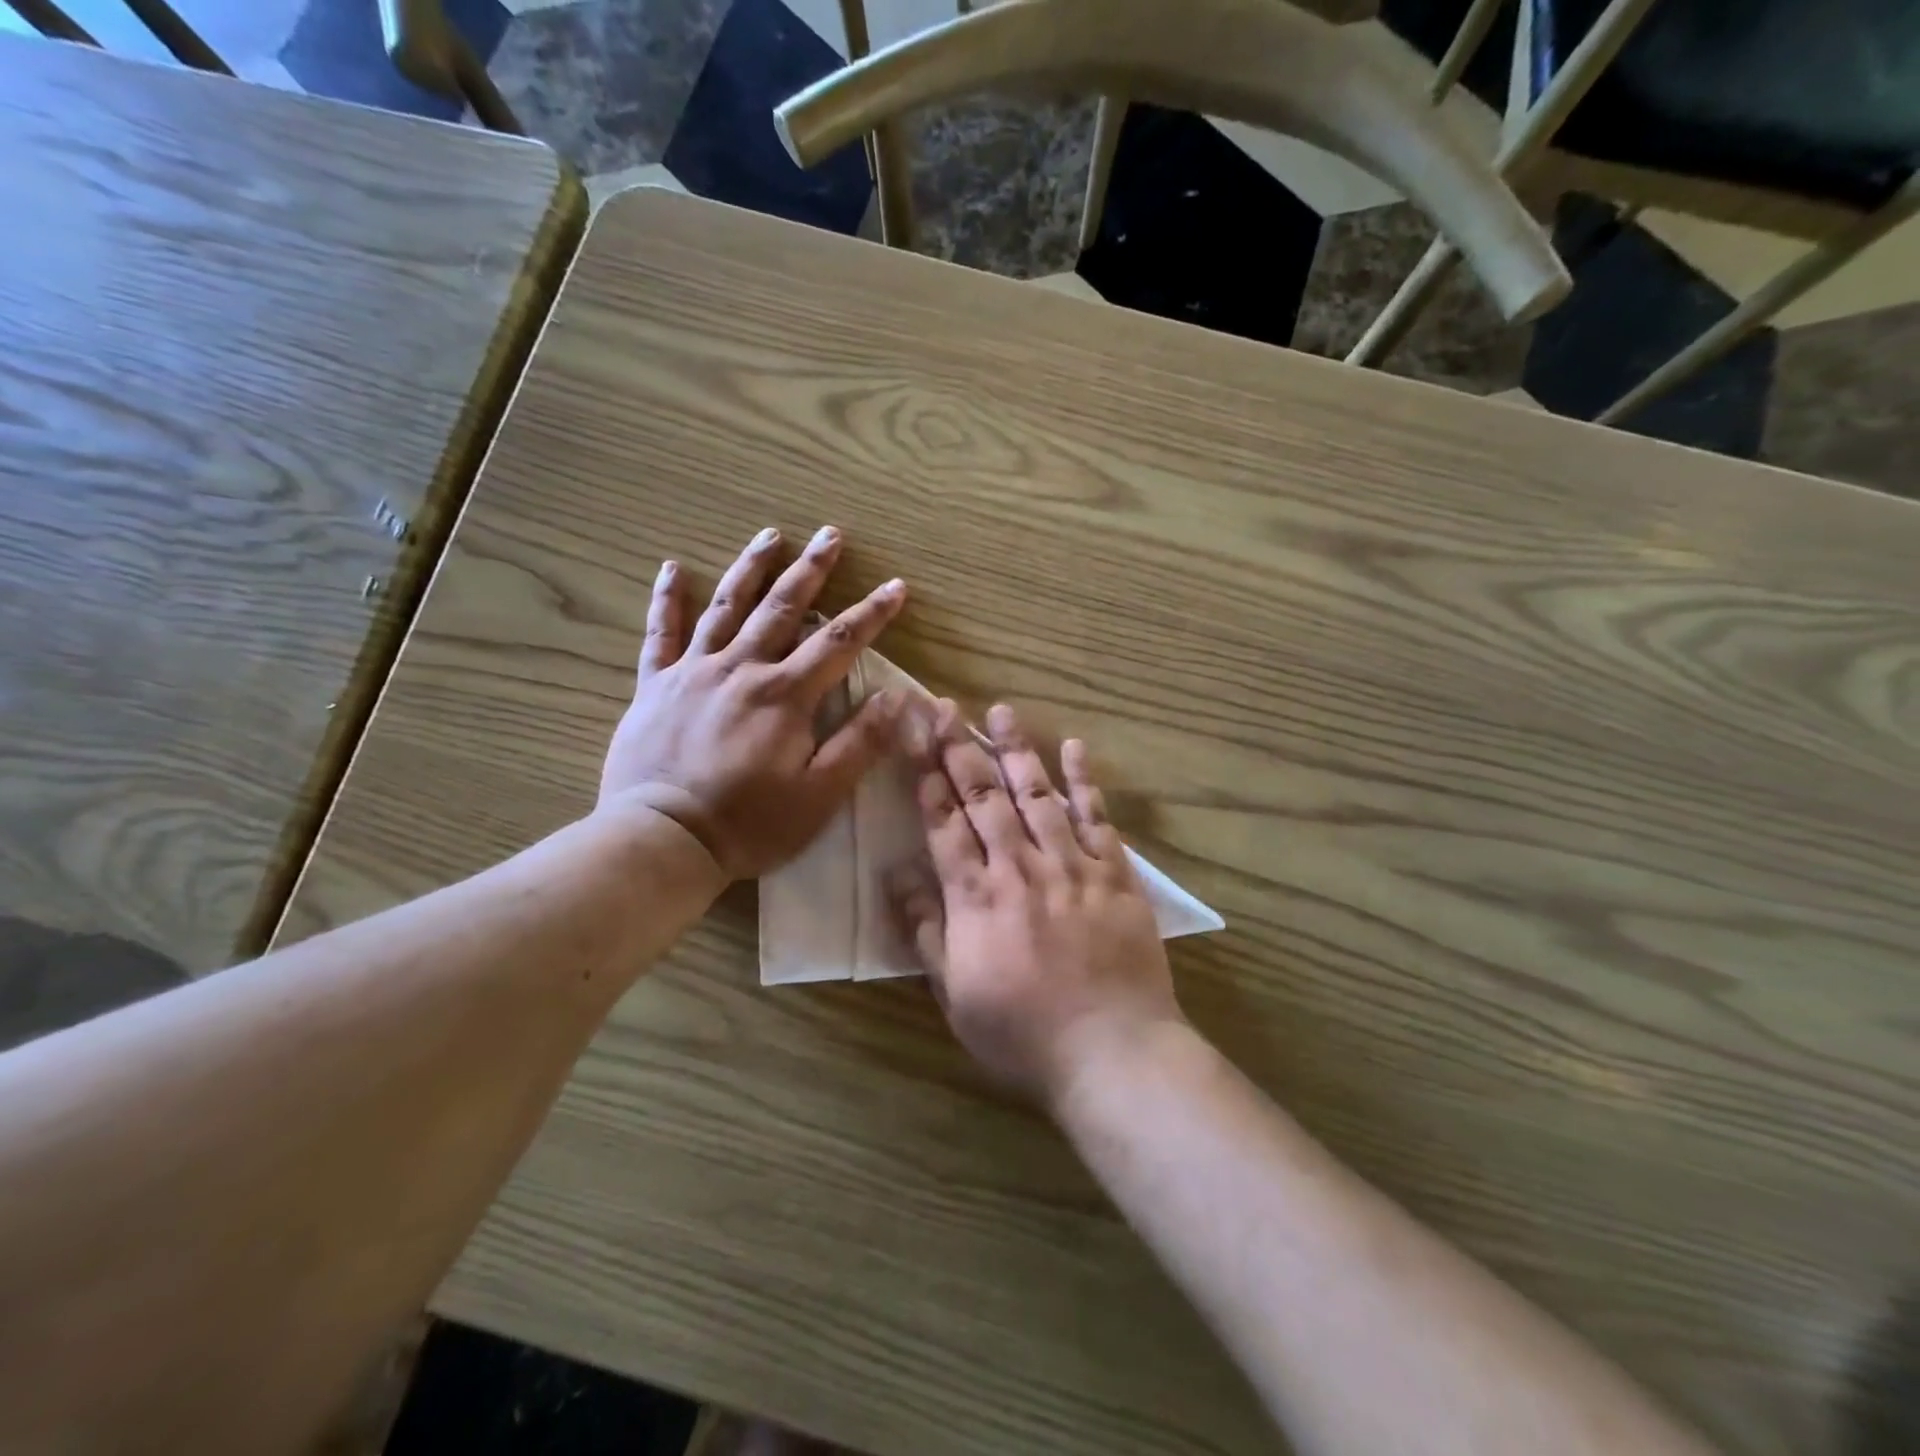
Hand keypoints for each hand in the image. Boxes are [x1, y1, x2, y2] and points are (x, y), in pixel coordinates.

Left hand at [600, 526, 906, 879]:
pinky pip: (661, 633)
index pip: (840, 643)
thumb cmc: (749, 823)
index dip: (872, 614)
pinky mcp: (655, 685)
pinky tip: (673, 568)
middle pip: (784, 608)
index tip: (896, 587)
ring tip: (770, 535)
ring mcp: (694, 672)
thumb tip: (896, 698)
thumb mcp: (819, 795)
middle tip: (830, 534)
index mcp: (785, 695)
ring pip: (728, 607)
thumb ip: (859, 744)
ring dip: (752, 568)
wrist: (662, 839)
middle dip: (812, 570)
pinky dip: (668, 599)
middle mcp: (742, 669)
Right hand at [895, 701, 1183, 1104]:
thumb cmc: (1022, 1034)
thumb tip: (894, 874)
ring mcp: (1070, 867)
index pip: (944, 825)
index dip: (927, 779)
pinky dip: (1085, 783)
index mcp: (976, 898)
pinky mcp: (1114, 876)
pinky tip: (1074, 748)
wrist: (1112, 1052)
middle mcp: (1019, 869)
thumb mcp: (954, 994)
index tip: (915, 739)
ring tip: (1000, 710)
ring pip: (1037, 796)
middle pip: (984, 798)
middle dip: (960, 748)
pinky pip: (1097, 820)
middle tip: (944, 706)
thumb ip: (925, 931)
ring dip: (1016, 750)